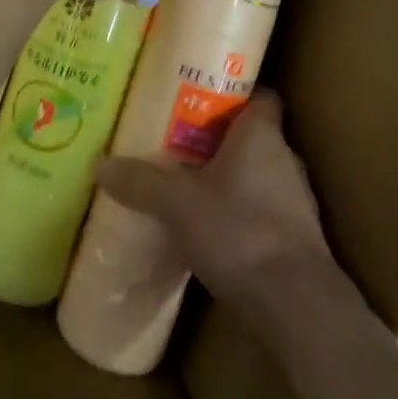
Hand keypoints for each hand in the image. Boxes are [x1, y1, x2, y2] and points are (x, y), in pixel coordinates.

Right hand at [94, 90, 331, 318]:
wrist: (296, 306)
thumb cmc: (240, 232)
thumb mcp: (178, 204)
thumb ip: (141, 182)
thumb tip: (100, 165)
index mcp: (262, 135)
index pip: (260, 96)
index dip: (234, 92)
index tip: (201, 95)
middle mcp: (285, 159)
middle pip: (253, 135)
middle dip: (219, 138)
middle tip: (179, 140)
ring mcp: (296, 201)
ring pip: (258, 174)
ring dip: (230, 178)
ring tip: (189, 184)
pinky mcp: (296, 238)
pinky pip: (263, 210)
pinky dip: (240, 213)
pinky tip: (212, 228)